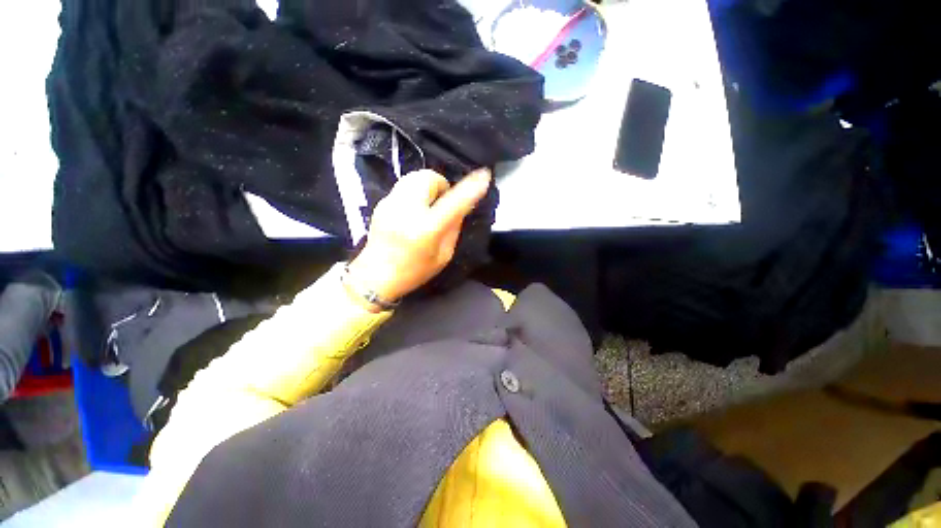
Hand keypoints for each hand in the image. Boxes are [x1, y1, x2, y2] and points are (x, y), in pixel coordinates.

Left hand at [346, 168, 491, 309]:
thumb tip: (460, 207)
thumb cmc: (414, 271)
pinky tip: (414, 208)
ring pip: (414, 176)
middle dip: (441, 185)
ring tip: (429, 203)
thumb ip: (453, 229)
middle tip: (443, 202)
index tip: (484, 176)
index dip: (470, 188)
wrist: (374, 276)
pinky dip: (416, 190)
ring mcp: (391, 204)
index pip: (453, 203)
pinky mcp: (382, 202)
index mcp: (426, 230)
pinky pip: (404, 185)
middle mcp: (407, 211)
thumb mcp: (443, 256)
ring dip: (428, 185)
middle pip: (428, 177)